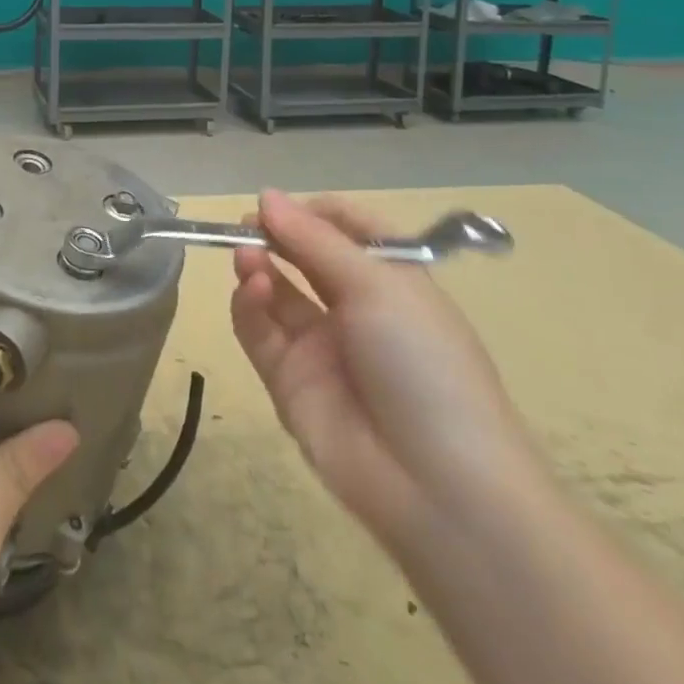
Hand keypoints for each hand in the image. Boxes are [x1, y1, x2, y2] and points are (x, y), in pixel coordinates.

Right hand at [230, 190, 535, 543]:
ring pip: (276, 291)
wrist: (438, 488)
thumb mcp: (378, 286)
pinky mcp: (288, 380)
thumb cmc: (422, 362)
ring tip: (247, 255)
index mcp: (391, 281)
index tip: (279, 204)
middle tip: (246, 224)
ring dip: (258, 265)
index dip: (312, 212)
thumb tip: (267, 195)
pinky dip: (249, 305)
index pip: (346, 230)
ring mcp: (319, 346)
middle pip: (304, 257)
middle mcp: (355, 309)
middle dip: (275, 234)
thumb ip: (314, 239)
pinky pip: (259, 331)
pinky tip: (253, 289)